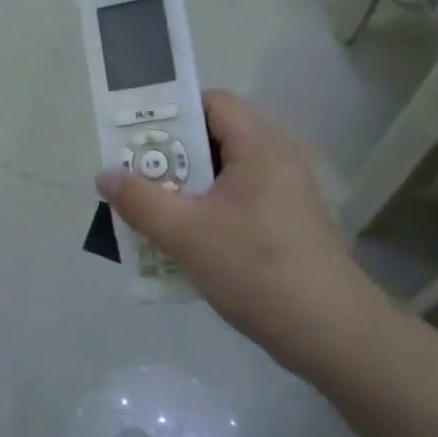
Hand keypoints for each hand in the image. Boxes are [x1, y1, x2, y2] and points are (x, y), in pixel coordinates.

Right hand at [96, 90, 376, 372]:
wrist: (331, 334)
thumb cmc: (256, 269)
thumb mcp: (186, 234)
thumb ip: (140, 201)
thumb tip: (106, 176)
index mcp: (260, 147)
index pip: (213, 103)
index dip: (173, 113)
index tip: (139, 139)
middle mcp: (279, 160)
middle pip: (216, 138)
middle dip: (172, 157)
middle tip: (137, 178)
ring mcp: (288, 195)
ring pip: (226, 176)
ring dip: (188, 190)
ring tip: (154, 212)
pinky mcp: (290, 225)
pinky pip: (240, 202)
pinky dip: (210, 212)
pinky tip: (187, 243)